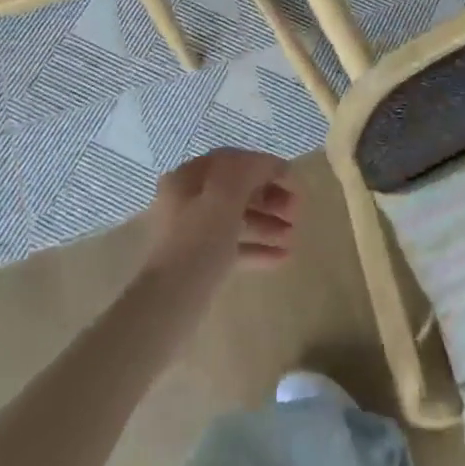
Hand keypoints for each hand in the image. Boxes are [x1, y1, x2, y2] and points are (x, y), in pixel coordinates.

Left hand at [142, 147, 297, 288]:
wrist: (168, 304)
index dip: (263, 165)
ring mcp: (193, 233)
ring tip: (293, 236)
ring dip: (268, 224)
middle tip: (296, 211)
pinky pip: (234, 246)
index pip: (232, 161)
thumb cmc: (198, 242)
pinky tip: (282, 258)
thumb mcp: (225, 196)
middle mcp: (187, 201)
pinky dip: (257, 248)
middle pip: (236, 190)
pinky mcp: (200, 262)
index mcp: (188, 178)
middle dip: (270, 198)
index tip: (292, 179)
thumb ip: (249, 171)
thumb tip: (268, 164)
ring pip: (237, 219)